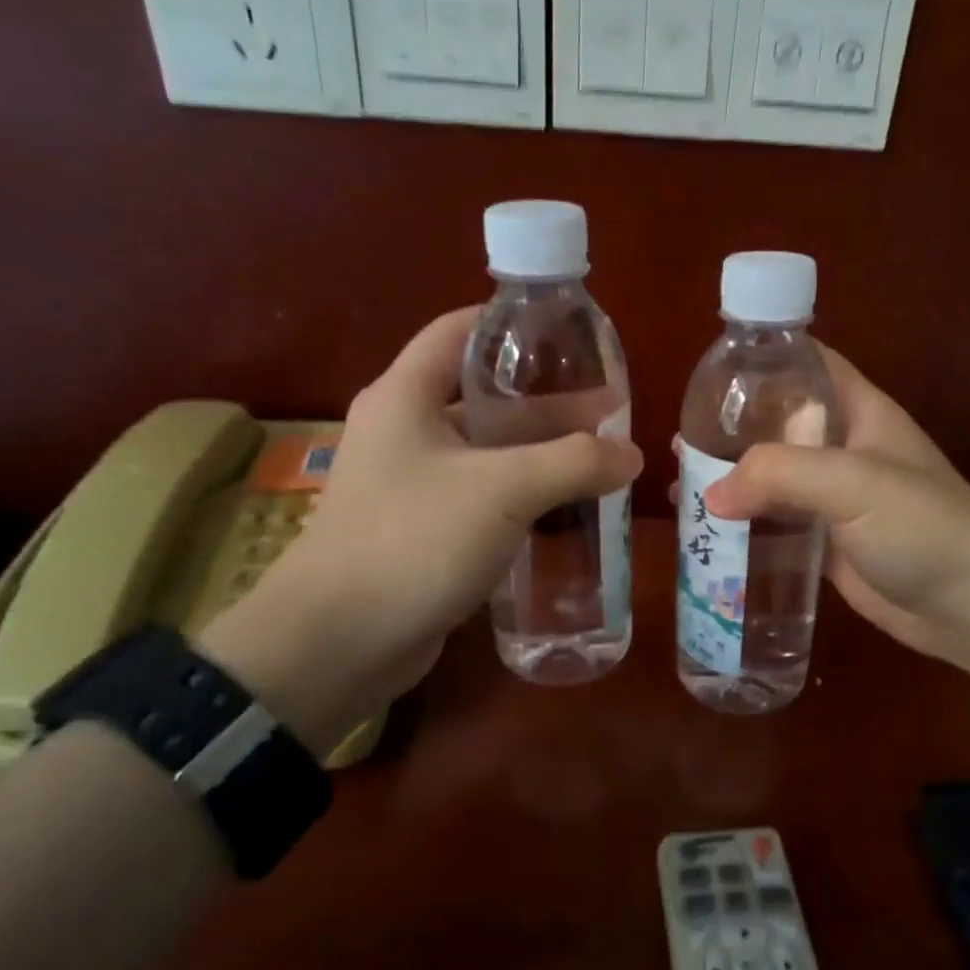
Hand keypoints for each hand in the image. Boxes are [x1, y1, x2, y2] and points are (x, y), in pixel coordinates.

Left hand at [199, 307, 641, 749]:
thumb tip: (632, 454)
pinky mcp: (423, 534)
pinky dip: (522, 501)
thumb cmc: (413, 542)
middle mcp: (405, 433)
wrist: (337, 643)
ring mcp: (412, 487)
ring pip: (486, 455)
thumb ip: (573, 464)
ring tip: (600, 461)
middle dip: (545, 404)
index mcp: (406, 397)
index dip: (512, 326)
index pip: (459, 331)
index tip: (569, 335)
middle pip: (483, 399)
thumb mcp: (503, 491)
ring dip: (538, 457)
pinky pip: (481, 502)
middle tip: (607, 413)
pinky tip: (565, 513)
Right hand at [700, 347, 969, 670]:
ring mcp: (836, 500)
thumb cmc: (923, 527)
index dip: (763, 360)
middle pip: (778, 425)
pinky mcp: (828, 544)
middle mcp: (844, 450)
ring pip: (773, 479)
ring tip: (678, 487)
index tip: (710, 372)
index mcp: (859, 413)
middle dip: (731, 430)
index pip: (807, 365)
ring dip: (731, 482)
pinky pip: (778, 526)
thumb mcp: (854, 482)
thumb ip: (779, 474)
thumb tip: (710, 494)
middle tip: (678, 443)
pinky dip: (746, 526)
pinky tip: (709, 533)